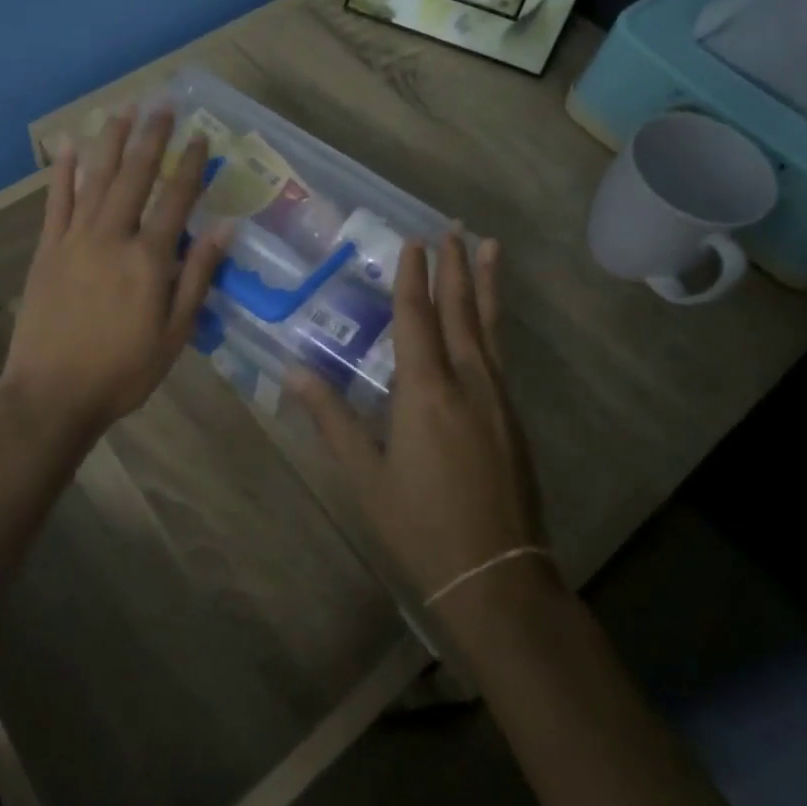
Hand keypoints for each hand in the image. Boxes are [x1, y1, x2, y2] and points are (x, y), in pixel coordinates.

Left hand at [0, 107, 230, 452]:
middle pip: (135, 176)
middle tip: (163, 102)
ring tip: (124, 109)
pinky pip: (56, 202)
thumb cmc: (123, 370)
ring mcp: (75, 239)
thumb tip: (225, 227)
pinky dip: (63, 172)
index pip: (176, 199)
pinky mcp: (47, 249)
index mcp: (148, 259)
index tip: (201, 136)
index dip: (190, 165)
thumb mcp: (175, 333)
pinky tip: (69, 146)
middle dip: (151, 137)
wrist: (52, 395)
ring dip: (111, 142)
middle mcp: (112, 237)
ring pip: (96, 179)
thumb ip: (198, 276)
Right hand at [288, 233, 547, 603]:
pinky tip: (489, 322)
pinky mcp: (513, 419)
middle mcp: (468, 382)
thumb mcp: (365, 475)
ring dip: (484, 285)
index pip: (416, 318)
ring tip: (489, 248)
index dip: (413, 278)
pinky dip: (493, 323)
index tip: (412, 242)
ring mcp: (498, 399)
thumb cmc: (420, 524)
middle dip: (456, 266)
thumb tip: (293, 373)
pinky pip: (499, 353)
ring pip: (488, 327)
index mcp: (426, 391)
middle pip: (461, 311)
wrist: (498, 577)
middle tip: (453, 228)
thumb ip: (331, 419)